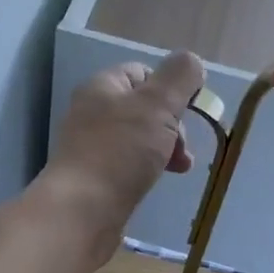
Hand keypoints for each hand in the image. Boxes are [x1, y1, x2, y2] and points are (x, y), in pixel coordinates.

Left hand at [34, 50, 205, 263]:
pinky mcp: (95, 180)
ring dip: (164, 150)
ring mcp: (92, 148)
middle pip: (144, 109)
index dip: (170, 88)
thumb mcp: (157, 106)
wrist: (82, 211)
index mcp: (103, 87)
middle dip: (172, 126)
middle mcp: (93, 113)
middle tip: (181, 149)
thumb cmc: (120, 152)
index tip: (187, 113)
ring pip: (139, 140)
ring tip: (179, 169)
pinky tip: (155, 182)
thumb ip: (179, 78)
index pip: (142, 73)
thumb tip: (192, 61)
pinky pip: (129, 166)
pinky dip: (147, 171)